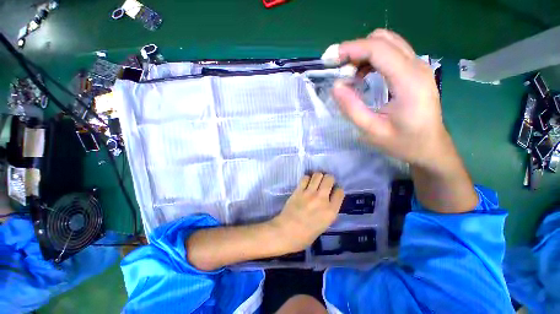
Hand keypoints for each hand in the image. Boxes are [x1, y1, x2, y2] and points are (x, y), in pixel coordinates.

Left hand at [270, 172, 344, 252]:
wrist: (286, 233)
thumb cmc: (305, 236)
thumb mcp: (324, 225)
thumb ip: (328, 211)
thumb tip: (328, 200)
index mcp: (331, 211)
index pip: (340, 192)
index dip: (337, 189)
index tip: (334, 190)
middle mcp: (322, 199)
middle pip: (329, 179)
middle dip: (329, 179)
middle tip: (325, 183)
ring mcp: (309, 193)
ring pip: (317, 175)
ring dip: (318, 176)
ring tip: (316, 181)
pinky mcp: (299, 190)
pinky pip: (305, 178)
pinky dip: (307, 178)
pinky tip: (306, 183)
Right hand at [332, 29, 449, 169]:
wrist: (430, 147)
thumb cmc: (402, 142)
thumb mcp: (372, 130)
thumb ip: (352, 108)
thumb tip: (335, 86)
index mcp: (408, 81)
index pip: (378, 50)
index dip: (351, 49)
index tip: (330, 59)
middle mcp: (417, 66)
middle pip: (383, 40)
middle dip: (356, 49)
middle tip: (339, 69)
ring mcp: (419, 66)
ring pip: (388, 42)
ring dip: (364, 53)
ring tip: (349, 74)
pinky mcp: (415, 70)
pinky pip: (392, 52)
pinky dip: (372, 58)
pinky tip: (363, 75)